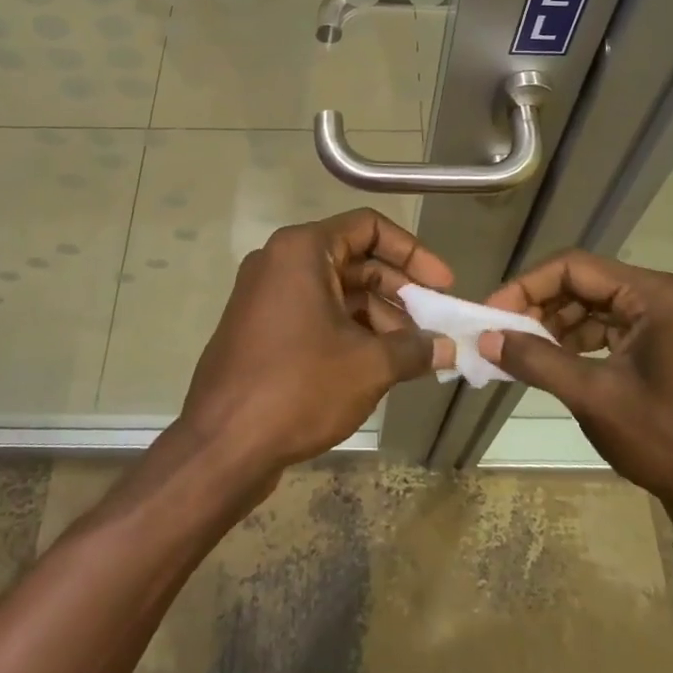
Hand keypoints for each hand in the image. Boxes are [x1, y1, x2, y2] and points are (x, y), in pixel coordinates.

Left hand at [180, 209, 455, 481]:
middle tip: (437, 323)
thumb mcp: (368, 365)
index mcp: (302, 250)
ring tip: (414, 354)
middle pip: (355, 259)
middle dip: (400, 291)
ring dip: (379, 316)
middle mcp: (281, 262)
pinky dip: (351, 331)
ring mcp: (267, 295)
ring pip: (337, 291)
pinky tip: (380, 364)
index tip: (444, 285)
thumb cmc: (299, 387)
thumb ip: (415, 348)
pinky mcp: (262, 328)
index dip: (413, 252)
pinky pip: (317, 314)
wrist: (222, 445)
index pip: (369, 227)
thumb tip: (449, 348)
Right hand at [481, 251, 672, 550]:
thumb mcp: (594, 397)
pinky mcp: (661, 350)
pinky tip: (550, 364)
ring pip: (592, 307)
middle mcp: (661, 298)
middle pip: (583, 283)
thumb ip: (536, 360)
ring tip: (519, 351)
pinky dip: (575, 344)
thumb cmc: (668, 442)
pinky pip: (608, 332)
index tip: (491, 314)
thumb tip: (485, 338)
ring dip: (554, 326)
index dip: (527, 286)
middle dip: (538, 306)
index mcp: (654, 294)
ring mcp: (664, 324)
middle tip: (500, 334)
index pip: (574, 267)